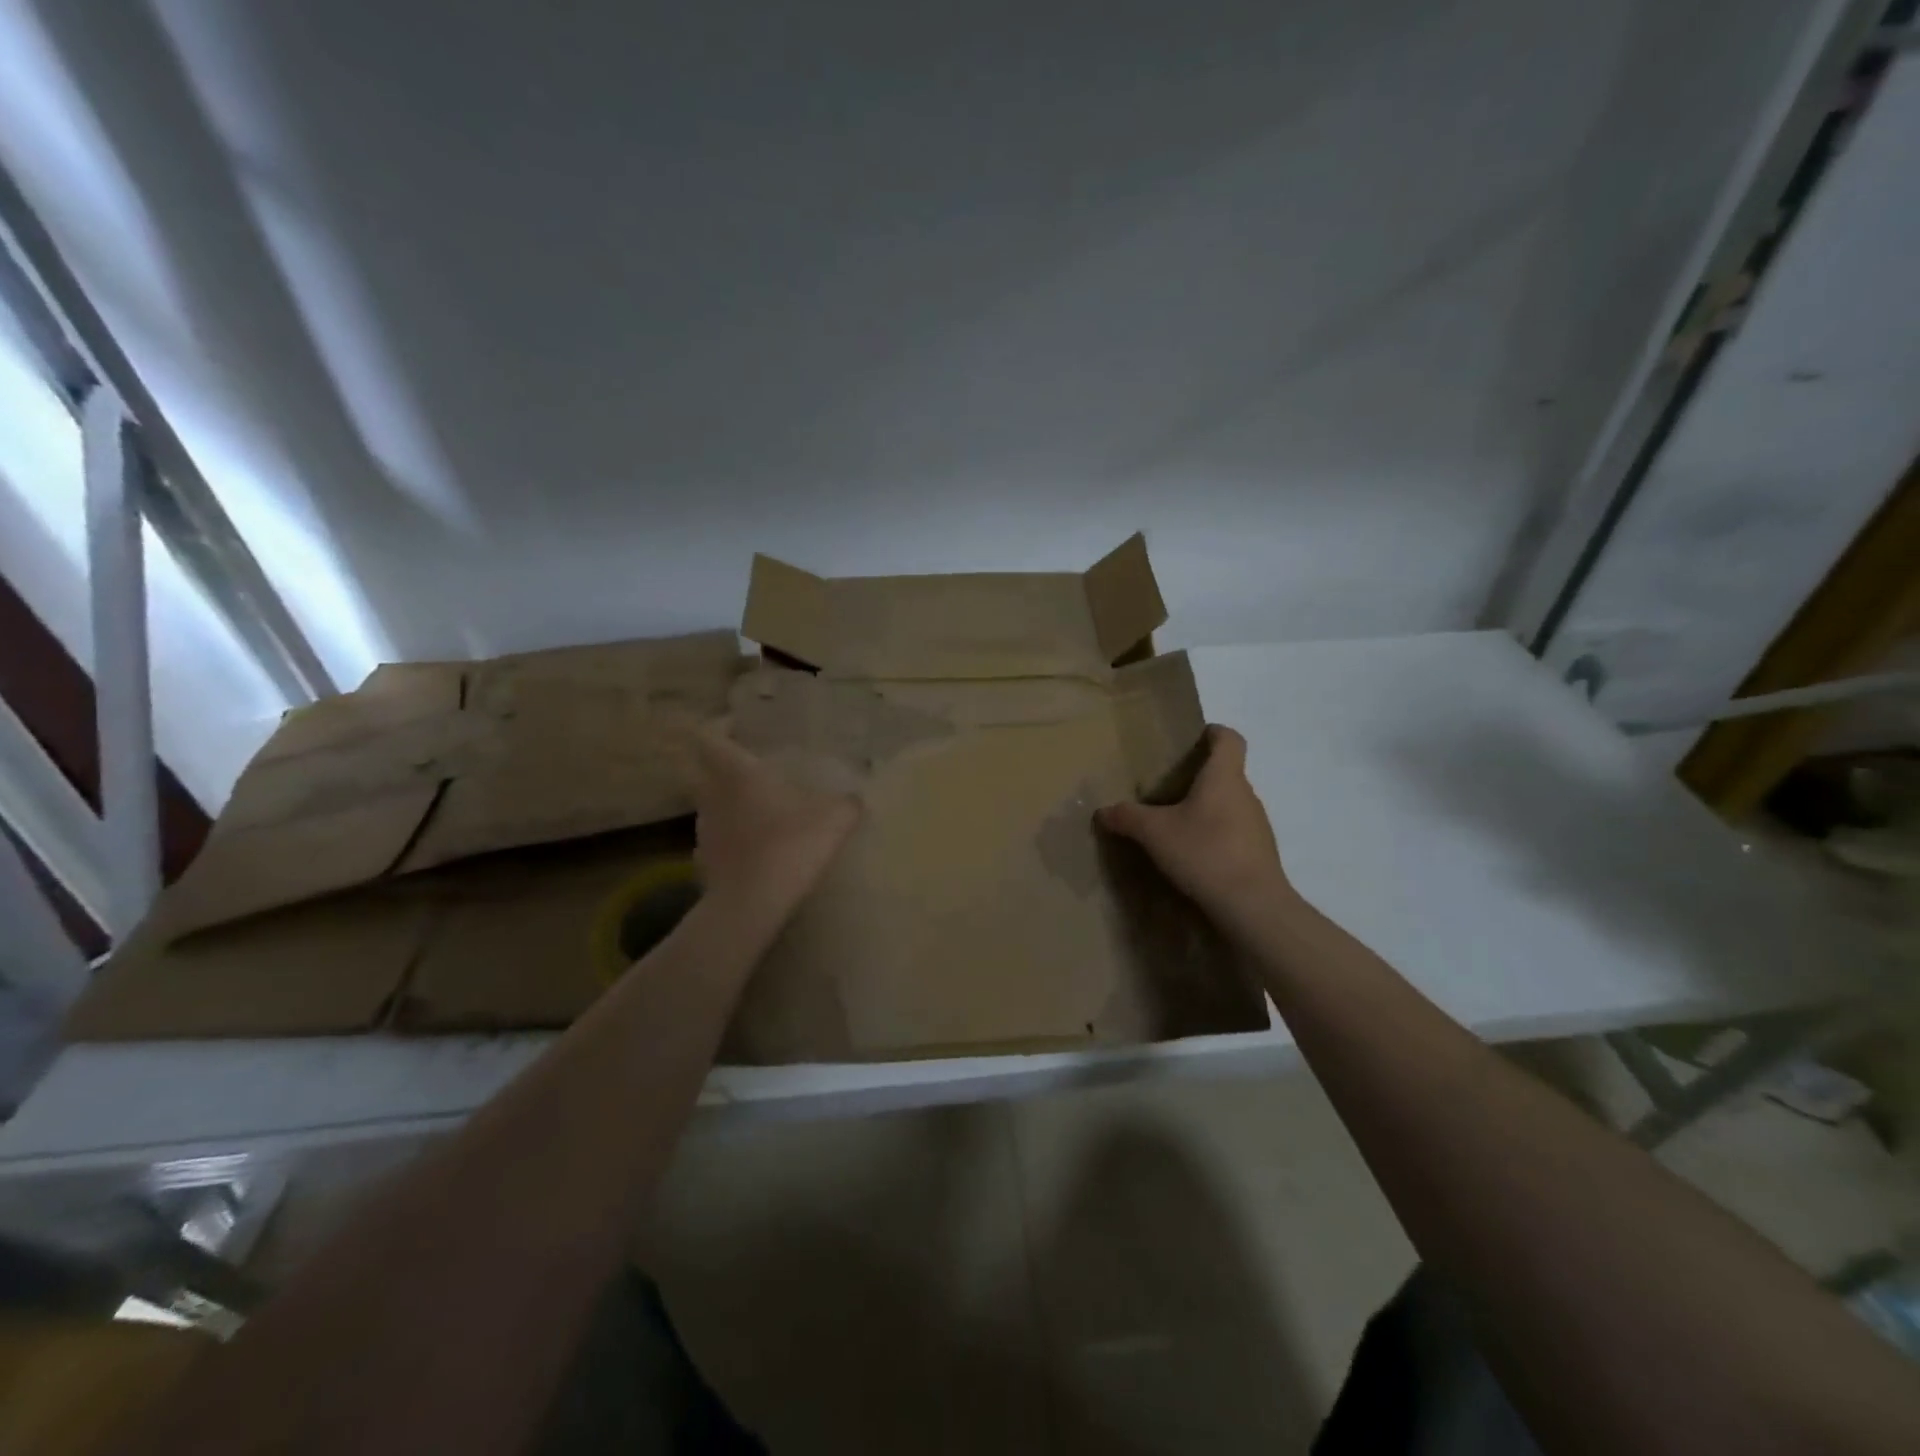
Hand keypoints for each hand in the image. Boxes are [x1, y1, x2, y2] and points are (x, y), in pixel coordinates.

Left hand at [681, 724, 861, 926]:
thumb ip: (847, 804)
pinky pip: (718, 839)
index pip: (708, 737)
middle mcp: (713, 795)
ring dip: (728, 802)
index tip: (737, 726)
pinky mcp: (704, 862)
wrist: (751, 904)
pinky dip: (732, 838)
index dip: (718, 727)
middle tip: (751, 767)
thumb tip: (856, 799)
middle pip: (703, 770)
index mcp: (737, 773)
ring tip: (759, 809)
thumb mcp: (835, 819)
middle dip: (722, 765)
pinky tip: (756, 849)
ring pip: (710, 804)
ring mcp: (704, 830)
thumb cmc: (791, 845)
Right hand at [1096, 725, 1297, 927]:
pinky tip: (1194, 855)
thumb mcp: (1155, 833)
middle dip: (1199, 776)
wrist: (1253, 906)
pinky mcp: (1259, 852)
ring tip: (1176, 825)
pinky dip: (1216, 835)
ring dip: (1207, 809)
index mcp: (1224, 777)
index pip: (1229, 739)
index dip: (1213, 732)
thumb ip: (1128, 817)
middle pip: (1226, 773)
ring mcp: (1257, 825)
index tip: (1192, 739)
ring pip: (1230, 804)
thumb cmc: (1205, 852)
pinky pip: (1235, 832)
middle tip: (1167, 788)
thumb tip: (1103, 811)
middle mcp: (1246, 794)